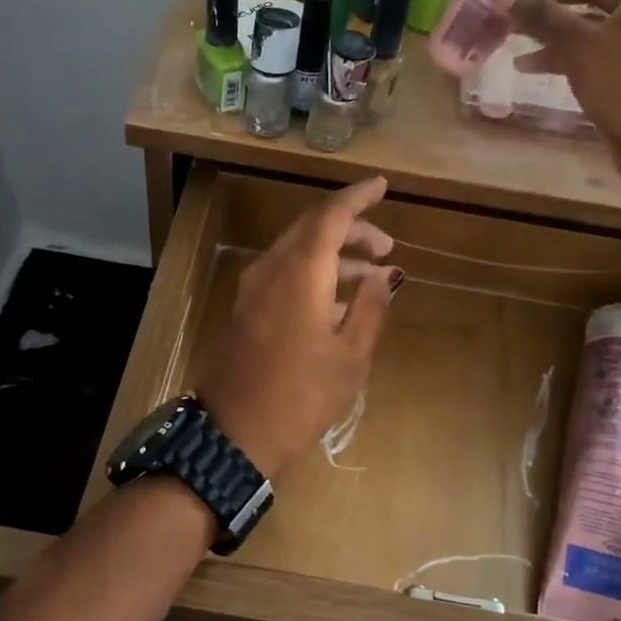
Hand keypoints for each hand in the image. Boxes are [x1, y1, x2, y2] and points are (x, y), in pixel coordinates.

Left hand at [196, 177, 400, 478]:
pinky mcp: (246, 307)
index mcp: (300, 272)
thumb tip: (384, 275)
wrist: (233, 435)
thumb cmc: (301, 397)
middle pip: (312, 227)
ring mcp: (253, 287)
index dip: (358, 197)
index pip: (330, 215)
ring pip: (297, 249)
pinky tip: (337, 298)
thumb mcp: (350, 357)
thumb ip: (370, 307)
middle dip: (351, 228)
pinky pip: (284, 271)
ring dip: (334, 253)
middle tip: (386, 247)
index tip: (382, 186)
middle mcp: (271, 268)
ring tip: (370, 276)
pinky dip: (314, 271)